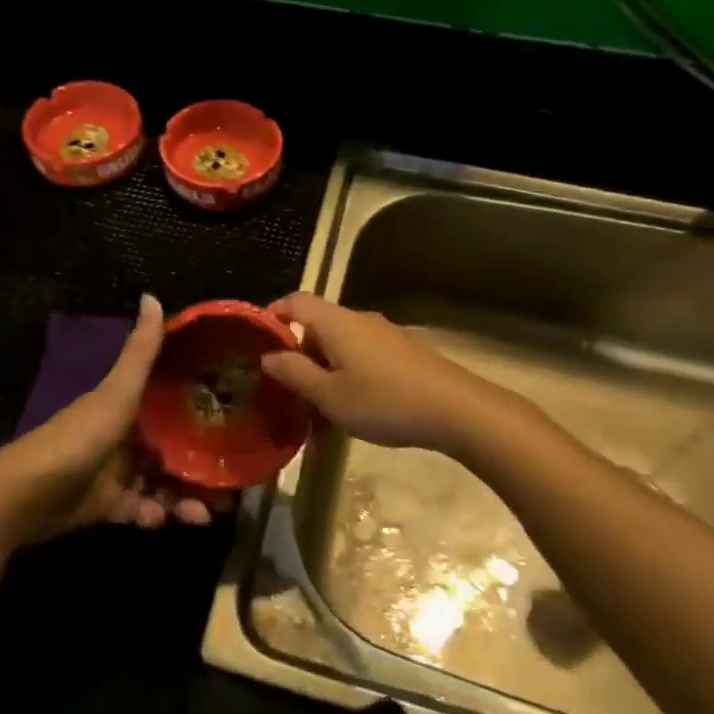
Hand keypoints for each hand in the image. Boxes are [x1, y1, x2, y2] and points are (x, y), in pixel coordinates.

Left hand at [0, 295, 216, 543]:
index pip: (172, 401)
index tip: (237, 417)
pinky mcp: (108, 506)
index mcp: (128, 404)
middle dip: (202, 464)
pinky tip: (167, 521)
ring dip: (185, 497)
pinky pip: (142, 509)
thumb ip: (140, 352)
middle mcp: (126, 435)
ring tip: (206, 514)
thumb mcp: (117, 392)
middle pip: (173, 447)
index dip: (202, 408)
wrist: (27, 494)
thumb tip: (151, 296)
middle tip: (231, 482)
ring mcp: (117, 471)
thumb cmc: (79, 436)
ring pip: (162, 482)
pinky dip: (157, 515)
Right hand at [260, 293, 543, 457]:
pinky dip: (348, 376)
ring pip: (341, 346)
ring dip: (324, 372)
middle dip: (299, 355)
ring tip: (318, 412)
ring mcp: (385, 334)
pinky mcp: (404, 353)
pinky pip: (363, 357)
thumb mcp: (330, 396)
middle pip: (318, 326)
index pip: (296, 301)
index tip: (257, 339)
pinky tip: (352, 411)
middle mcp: (359, 320)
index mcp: (336, 323)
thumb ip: (295, 374)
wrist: (456, 409)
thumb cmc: (384, 401)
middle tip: (287, 391)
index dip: (273, 314)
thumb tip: (268, 355)